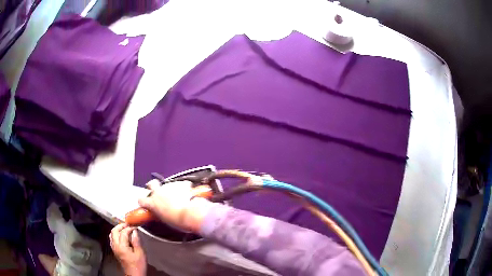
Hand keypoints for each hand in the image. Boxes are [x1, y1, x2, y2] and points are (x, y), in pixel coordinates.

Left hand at [110, 224, 145, 275]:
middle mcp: (115, 246)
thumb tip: (134, 231)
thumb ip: (136, 241)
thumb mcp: (140, 253)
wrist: (134, 274)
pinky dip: (116, 234)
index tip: (135, 226)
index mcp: (121, 246)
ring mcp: (113, 248)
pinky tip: (122, 236)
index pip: (123, 233)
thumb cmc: (138, 265)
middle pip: (114, 231)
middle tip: (128, 225)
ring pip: (112, 234)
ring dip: (117, 229)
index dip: (129, 228)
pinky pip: (112, 238)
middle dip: (121, 226)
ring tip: (125, 229)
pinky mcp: (114, 250)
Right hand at [138, 180, 213, 232]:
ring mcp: (169, 187)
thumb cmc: (176, 221)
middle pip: (152, 184)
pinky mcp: (179, 185)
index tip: (145, 203)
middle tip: (157, 190)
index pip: (141, 200)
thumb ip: (160, 214)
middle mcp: (158, 193)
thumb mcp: (164, 220)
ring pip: (167, 185)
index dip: (143, 201)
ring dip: (171, 189)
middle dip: (153, 185)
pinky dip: (184, 188)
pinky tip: (187, 193)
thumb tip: (162, 214)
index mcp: (152, 203)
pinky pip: (181, 184)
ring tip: (177, 196)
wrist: (188, 214)